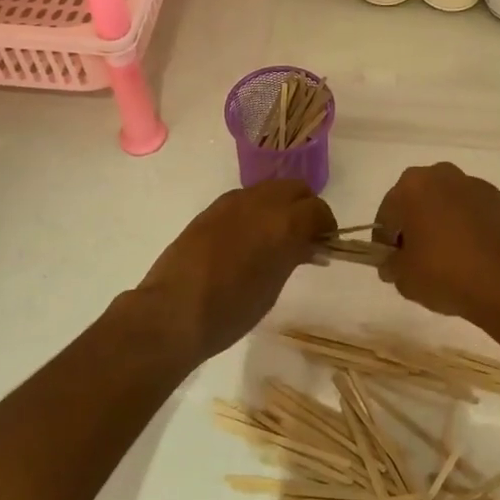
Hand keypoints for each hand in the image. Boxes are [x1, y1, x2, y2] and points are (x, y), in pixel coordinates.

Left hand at [132, 181, 335, 364]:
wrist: (173, 311)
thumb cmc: (231, 310)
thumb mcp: (273, 287)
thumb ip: (294, 257)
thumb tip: (310, 247)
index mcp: (283, 222)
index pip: (318, 209)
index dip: (326, 225)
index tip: (325, 244)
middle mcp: (260, 202)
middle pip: (295, 188)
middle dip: (305, 207)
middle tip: (305, 236)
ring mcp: (233, 202)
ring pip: (269, 189)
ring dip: (280, 206)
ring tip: (276, 237)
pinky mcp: (211, 209)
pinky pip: (245, 199)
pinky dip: (256, 210)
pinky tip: (248, 238)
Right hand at [372, 162, 499, 339]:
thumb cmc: (444, 273)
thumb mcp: (403, 277)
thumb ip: (391, 264)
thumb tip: (393, 262)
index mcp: (412, 186)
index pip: (387, 214)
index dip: (385, 240)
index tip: (391, 262)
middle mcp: (443, 175)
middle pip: (419, 200)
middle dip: (416, 224)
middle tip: (418, 258)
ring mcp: (477, 186)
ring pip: (450, 203)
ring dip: (445, 222)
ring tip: (450, 258)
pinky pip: (477, 213)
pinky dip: (472, 228)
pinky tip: (475, 256)